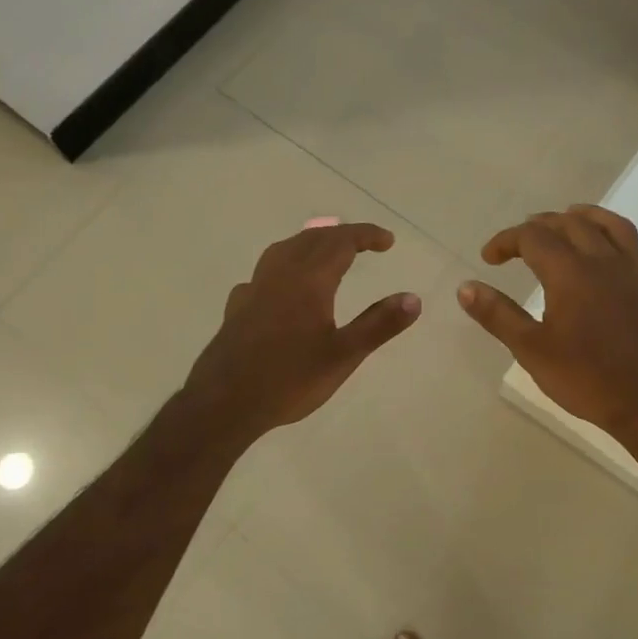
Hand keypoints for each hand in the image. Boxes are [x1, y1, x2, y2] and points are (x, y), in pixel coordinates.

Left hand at [183, 219, 420, 441]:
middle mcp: (279, 274)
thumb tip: (413, 298)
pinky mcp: (238, 307)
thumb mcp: (343, 356)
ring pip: (285, 250)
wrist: (224, 403)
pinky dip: (285, 267)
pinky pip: (265, 273)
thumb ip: (379, 324)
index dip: (366, 235)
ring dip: (311, 243)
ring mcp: (254, 288)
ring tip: (327, 253)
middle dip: (342, 236)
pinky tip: (284, 287)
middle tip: (366, 244)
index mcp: (308, 280)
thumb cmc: (289, 380)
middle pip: (312, 239)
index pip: (341, 242)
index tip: (388, 241)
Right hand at [458, 206, 637, 462]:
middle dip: (541, 224)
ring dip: (587, 217)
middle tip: (520, 240)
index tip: (488, 258)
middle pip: (572, 224)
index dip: (506, 240)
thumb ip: (497, 315)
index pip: (533, 237)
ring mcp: (634, 277)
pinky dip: (625, 246)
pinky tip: (617, 255)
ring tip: (569, 218)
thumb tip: (465, 287)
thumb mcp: (531, 350)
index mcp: (570, 272)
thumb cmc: (586, 378)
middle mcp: (604, 263)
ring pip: (614, 227)